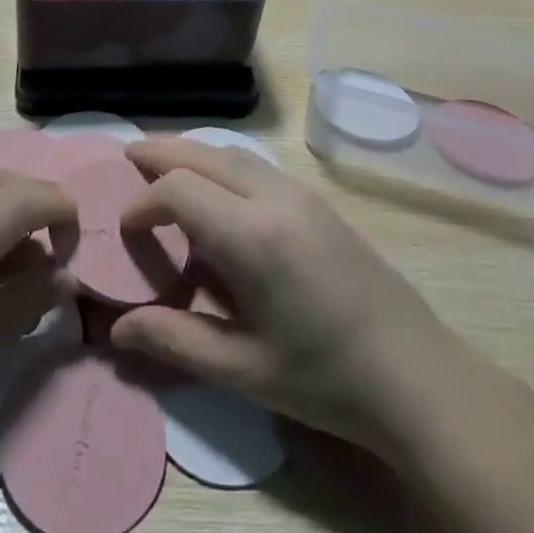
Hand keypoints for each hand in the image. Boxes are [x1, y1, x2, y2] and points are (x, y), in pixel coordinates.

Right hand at [109, 138, 469, 466]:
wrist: (417, 376)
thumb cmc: (325, 380)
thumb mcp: (244, 371)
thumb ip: (175, 341)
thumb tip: (116, 328)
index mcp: (253, 235)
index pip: (179, 189)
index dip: (144, 203)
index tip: (126, 230)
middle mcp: (275, 196)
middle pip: (203, 153)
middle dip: (160, 153)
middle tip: (126, 159)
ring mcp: (301, 193)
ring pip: (232, 152)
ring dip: (193, 154)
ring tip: (163, 170)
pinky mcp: (318, 200)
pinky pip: (256, 166)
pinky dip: (222, 165)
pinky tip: (217, 196)